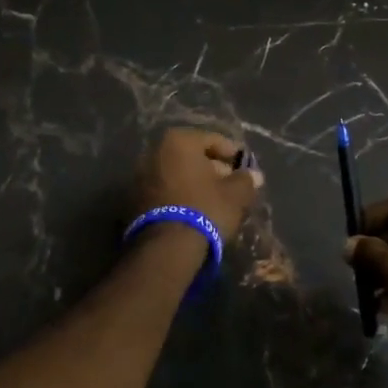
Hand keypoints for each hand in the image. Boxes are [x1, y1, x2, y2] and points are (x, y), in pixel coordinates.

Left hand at [135, 128, 263, 240]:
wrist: (166, 247)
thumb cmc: (205, 209)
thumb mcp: (235, 195)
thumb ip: (246, 180)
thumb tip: (254, 175)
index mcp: (179, 141)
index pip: (213, 140)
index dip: (233, 154)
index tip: (246, 169)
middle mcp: (154, 151)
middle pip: (192, 157)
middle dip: (213, 169)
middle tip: (231, 186)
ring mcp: (140, 176)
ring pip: (177, 174)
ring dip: (195, 184)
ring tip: (214, 201)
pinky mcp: (133, 200)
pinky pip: (165, 191)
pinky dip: (180, 196)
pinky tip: (194, 211)